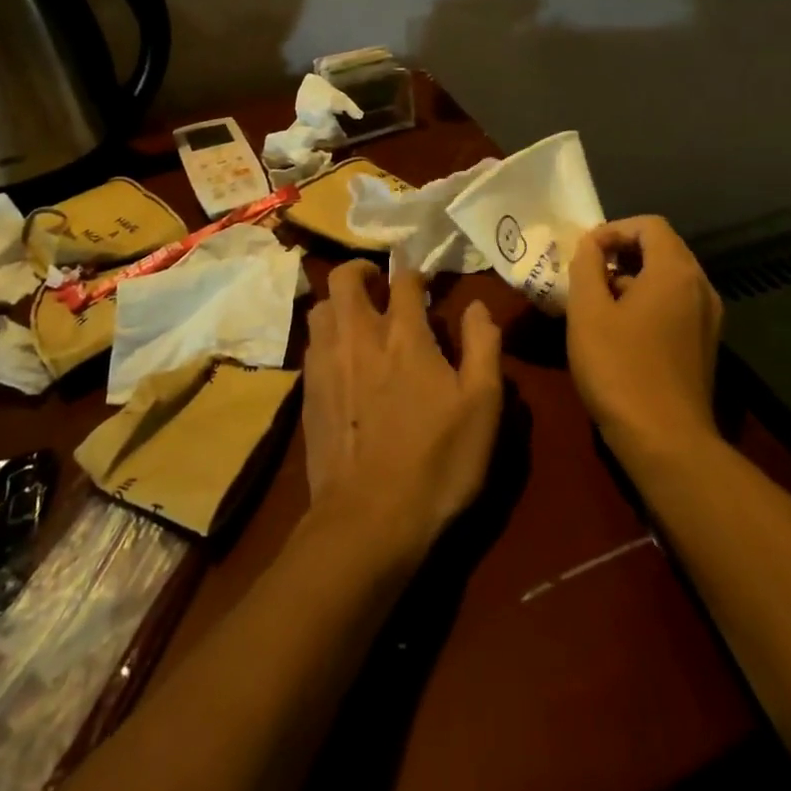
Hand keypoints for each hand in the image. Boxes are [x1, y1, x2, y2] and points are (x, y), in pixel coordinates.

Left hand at [303, 261, 504, 561]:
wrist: (369, 521)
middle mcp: (358, 336)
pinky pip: (311, 345)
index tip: (424, 281)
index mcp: (404, 334)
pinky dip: (326, 337)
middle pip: (345, 279)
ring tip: (358, 318)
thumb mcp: (482, 405)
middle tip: (380, 284)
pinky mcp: (308, 393)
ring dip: (338, 303)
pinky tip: (341, 359)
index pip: (404, 279)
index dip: (415, 273)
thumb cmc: (437, 460)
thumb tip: (476, 305)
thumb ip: (482, 345)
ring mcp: (326, 363)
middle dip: (362, 270)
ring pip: (320, 308)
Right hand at [567, 216, 723, 459]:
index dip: (614, 229)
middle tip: (588, 273)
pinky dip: (649, 301)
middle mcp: (700, 287)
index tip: (585, 252)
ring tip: (599, 302)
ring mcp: (709, 318)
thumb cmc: (620, 368)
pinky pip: (677, 304)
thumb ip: (586, 265)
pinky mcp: (706, 344)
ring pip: (670, 278)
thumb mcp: (588, 311)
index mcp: (675, 271)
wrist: (666, 441)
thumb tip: (591, 243)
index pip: (650, 225)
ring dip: (634, 278)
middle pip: (663, 248)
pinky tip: (621, 330)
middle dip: (622, 252)